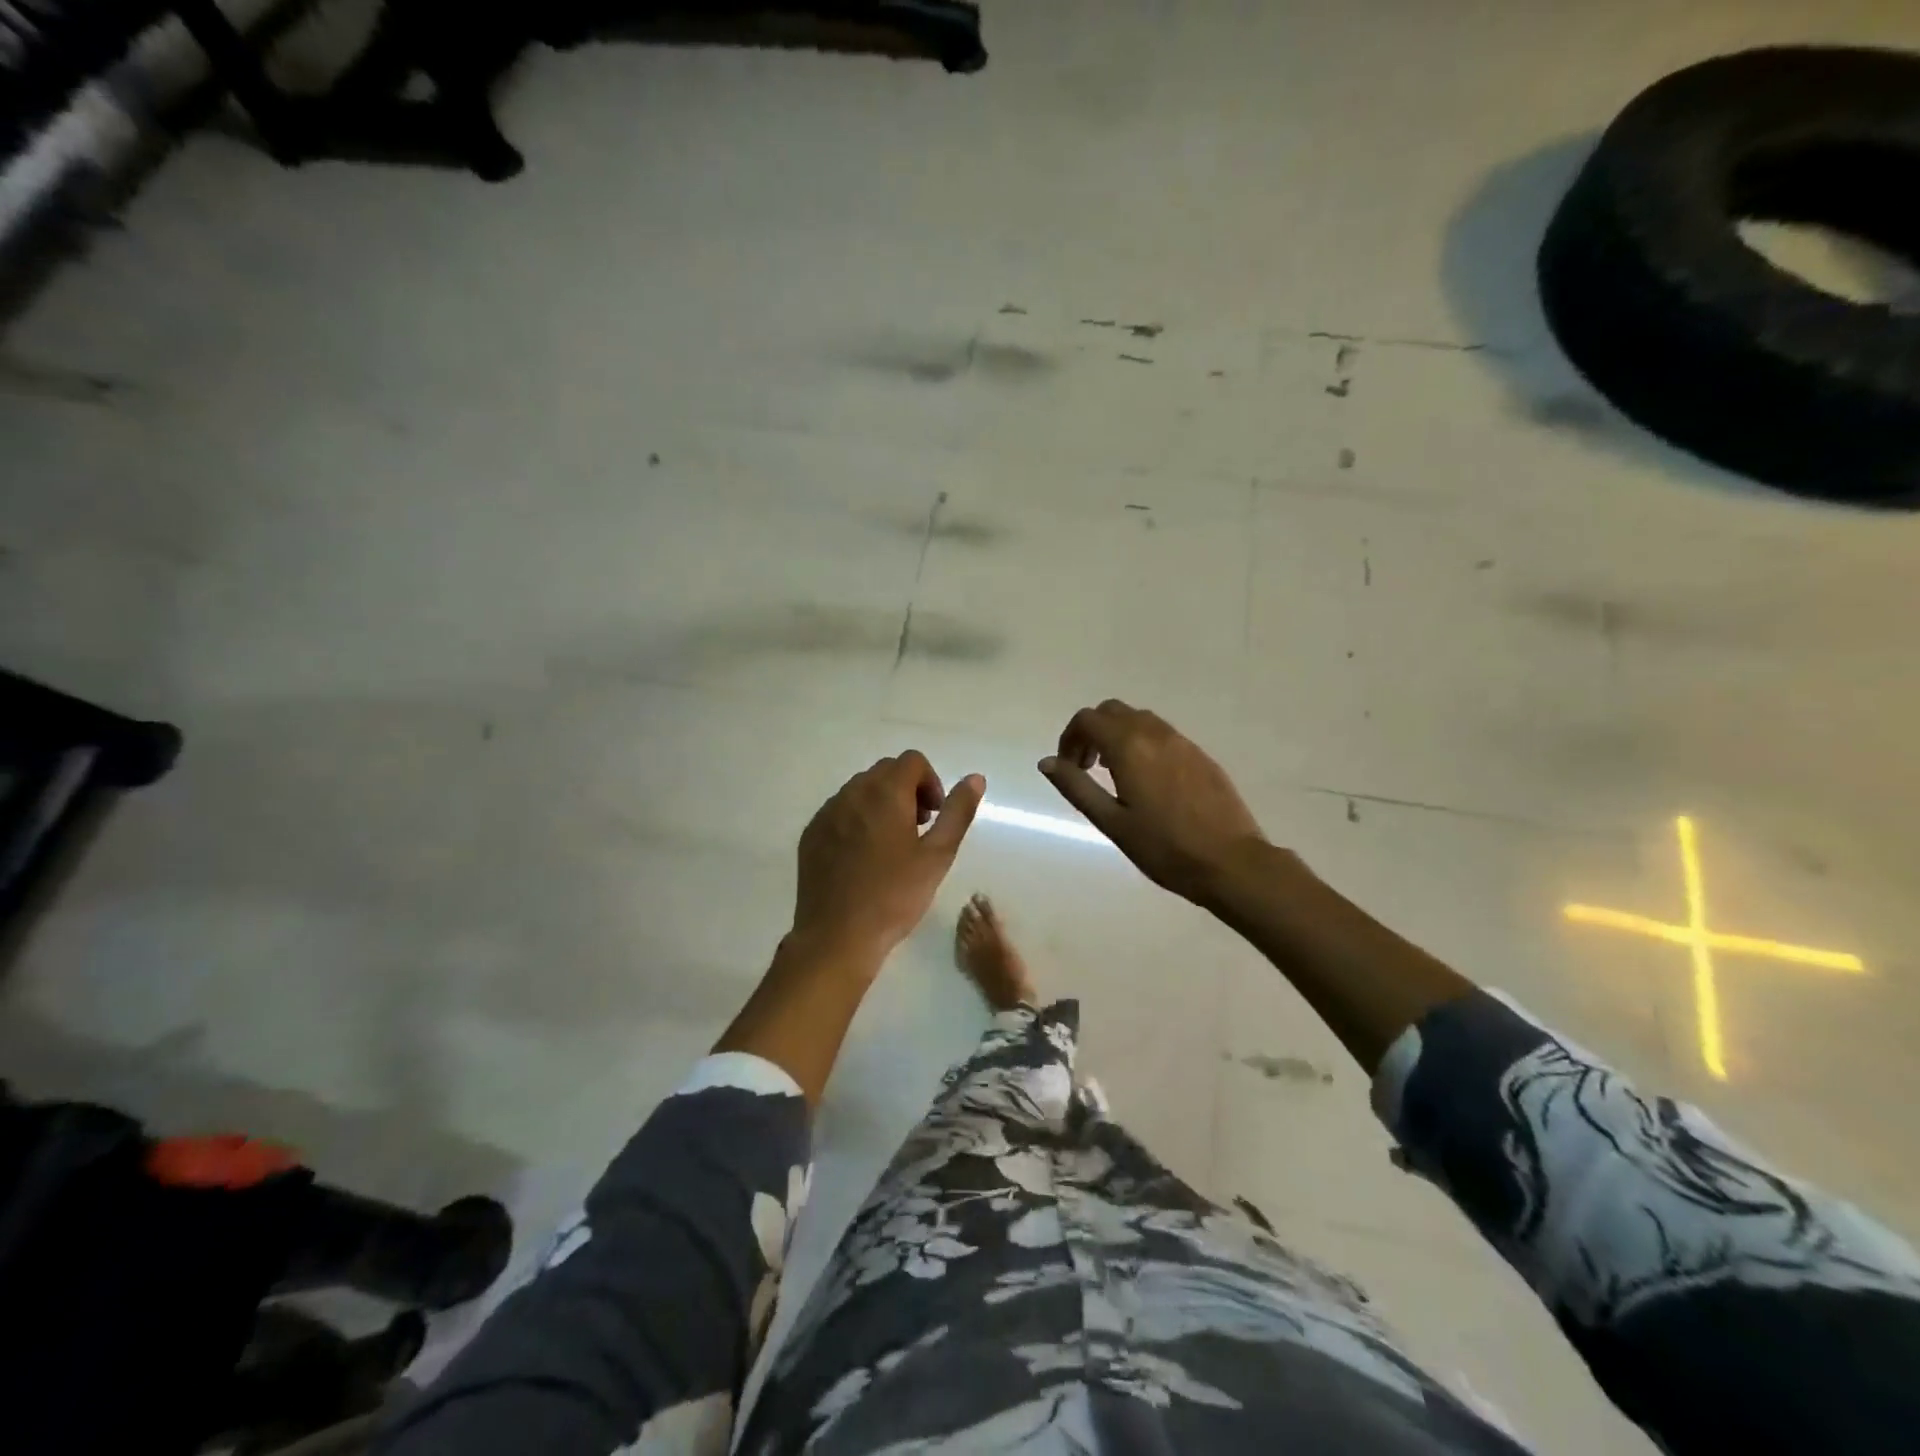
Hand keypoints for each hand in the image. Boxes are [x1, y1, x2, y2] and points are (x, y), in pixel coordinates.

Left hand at [791, 752, 984, 966]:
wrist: (838, 936)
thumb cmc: (895, 896)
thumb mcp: (938, 855)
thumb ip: (957, 811)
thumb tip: (975, 778)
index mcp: (885, 793)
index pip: (912, 760)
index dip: (930, 782)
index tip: (933, 816)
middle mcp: (852, 792)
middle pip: (885, 771)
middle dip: (907, 790)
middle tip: (917, 830)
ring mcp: (826, 812)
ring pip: (860, 790)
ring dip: (881, 804)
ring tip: (891, 846)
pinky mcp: (811, 833)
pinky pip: (839, 811)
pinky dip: (856, 820)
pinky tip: (863, 858)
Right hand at [1040, 700, 1267, 904]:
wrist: (1230, 862)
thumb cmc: (1164, 847)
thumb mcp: (1111, 822)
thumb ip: (1077, 787)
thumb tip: (1047, 762)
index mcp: (1129, 747)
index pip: (1088, 720)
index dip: (1069, 738)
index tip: (1069, 767)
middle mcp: (1155, 734)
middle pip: (1113, 711)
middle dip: (1092, 731)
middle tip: (1087, 767)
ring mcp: (1182, 742)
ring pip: (1140, 719)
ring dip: (1118, 735)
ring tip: (1114, 774)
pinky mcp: (1201, 755)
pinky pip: (1162, 734)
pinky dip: (1143, 743)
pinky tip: (1147, 781)